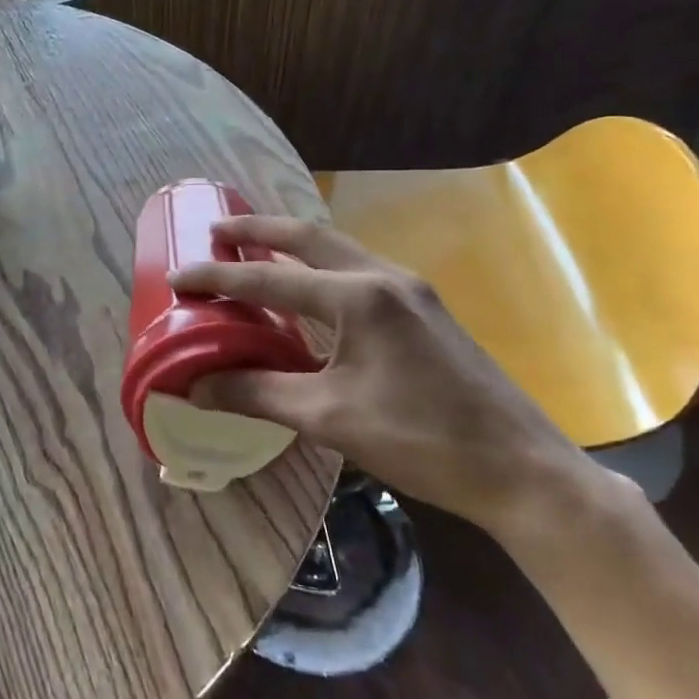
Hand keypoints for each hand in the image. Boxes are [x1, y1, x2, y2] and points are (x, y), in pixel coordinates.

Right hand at [167, 217, 609, 540]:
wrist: (520, 468)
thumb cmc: (421, 440)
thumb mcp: (329, 418)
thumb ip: (258, 394)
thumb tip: (196, 387)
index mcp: (359, 297)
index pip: (271, 278)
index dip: (219, 278)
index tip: (178, 277)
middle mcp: (385, 278)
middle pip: (310, 237)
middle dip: (259, 230)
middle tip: (217, 230)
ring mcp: (411, 291)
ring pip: (339, 250)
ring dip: (293, 245)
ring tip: (255, 249)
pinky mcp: (425, 310)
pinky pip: (359, 271)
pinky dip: (322, 268)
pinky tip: (310, 290)